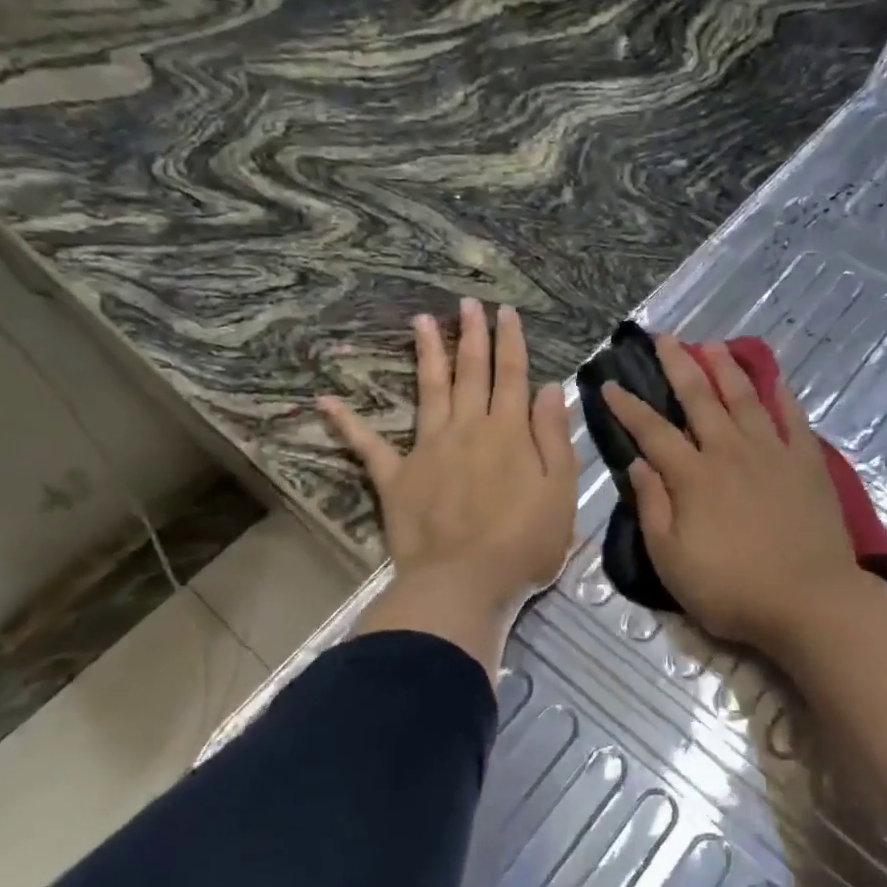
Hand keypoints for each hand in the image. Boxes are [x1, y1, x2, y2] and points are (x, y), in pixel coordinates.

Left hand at [319, 300, 576, 674]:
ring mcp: (428, 450)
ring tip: (421, 321)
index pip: (512, 376)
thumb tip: (549, 388)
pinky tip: (326, 399)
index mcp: (509, 433)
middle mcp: (468, 429)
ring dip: (426, 354)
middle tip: (466, 303)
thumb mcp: (560, 492)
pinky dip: (348, 422)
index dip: (510, 341)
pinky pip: (369, 445)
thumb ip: (554, 437)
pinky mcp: (396, 478)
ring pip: (428, 391)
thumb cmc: (523, 543)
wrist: (463, 584)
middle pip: (470, 373)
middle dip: (471, 335)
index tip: (504, 312)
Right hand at [601, 335, 871, 652]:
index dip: (628, 406)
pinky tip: (773, 378)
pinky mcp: (806, 462)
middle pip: (699, 398)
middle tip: (663, 338)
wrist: (808, 601)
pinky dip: (781, 394)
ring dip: (724, 368)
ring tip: (711, 345)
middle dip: (678, 366)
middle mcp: (729, 452)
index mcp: (692, 477)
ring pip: (744, 398)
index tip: (609, 383)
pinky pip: (792, 417)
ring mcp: (771, 453)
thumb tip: (637, 464)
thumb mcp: (671, 561)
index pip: (652, 431)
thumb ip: (652, 508)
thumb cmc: (732, 589)